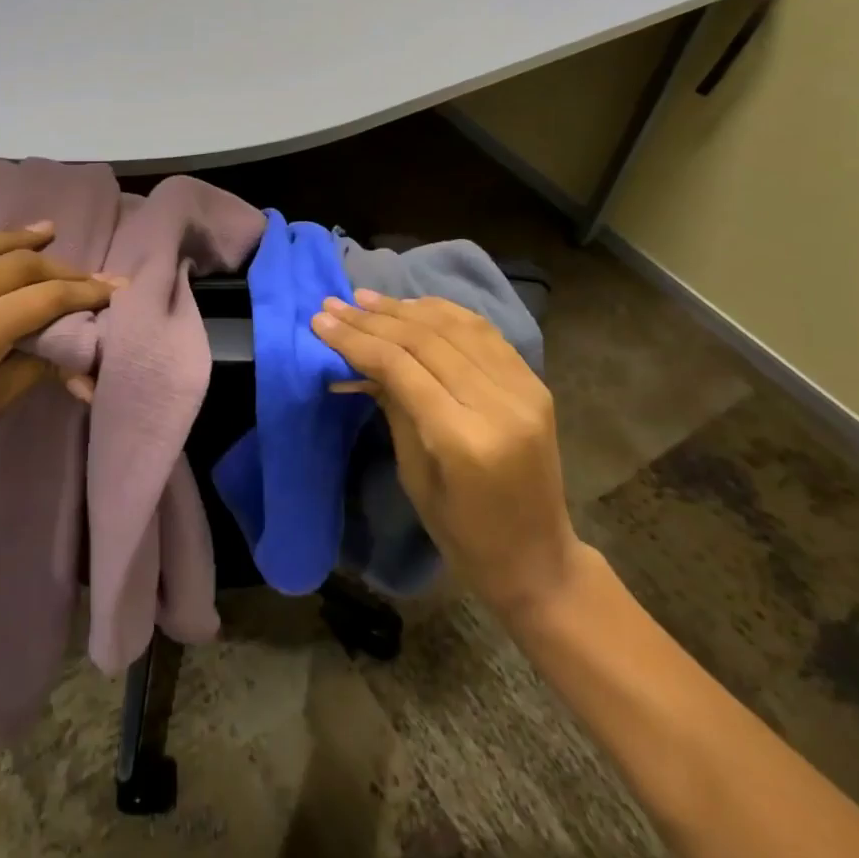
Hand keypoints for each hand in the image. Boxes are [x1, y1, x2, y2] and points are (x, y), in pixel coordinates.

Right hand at [313, 290, 587, 621]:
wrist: (538, 558)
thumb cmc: (463, 533)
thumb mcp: (413, 475)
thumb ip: (392, 406)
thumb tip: (358, 359)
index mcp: (464, 440)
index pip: (401, 367)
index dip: (356, 340)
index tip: (320, 321)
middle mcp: (500, 405)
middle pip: (426, 341)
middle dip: (374, 320)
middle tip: (335, 304)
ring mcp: (524, 390)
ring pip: (456, 327)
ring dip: (406, 308)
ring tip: (366, 299)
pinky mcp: (535, 383)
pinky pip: (483, 333)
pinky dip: (444, 313)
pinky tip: (413, 305)